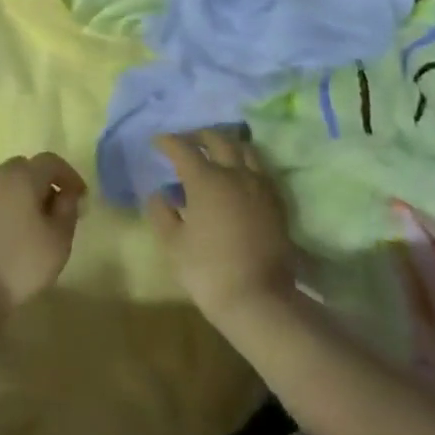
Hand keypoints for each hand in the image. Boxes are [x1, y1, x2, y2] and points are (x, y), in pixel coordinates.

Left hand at [0, 153, 85, 334]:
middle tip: (54, 211)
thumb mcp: (57, 241)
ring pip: (3, 186)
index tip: (80, 198)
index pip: (50, 161)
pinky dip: (1, 212)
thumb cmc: (18, 263)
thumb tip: (66, 194)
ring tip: (31, 227)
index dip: (68, 176)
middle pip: (23, 169)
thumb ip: (67, 211)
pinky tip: (6, 238)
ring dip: (20, 198)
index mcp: (21, 177)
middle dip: (42, 184)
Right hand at [145, 128, 296, 323]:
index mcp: (206, 179)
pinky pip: (260, 170)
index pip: (183, 148)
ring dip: (226, 145)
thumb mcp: (172, 243)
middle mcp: (235, 174)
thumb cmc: (208, 270)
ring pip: (245, 150)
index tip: (157, 142)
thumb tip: (159, 193)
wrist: (259, 299)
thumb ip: (161, 212)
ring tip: (214, 152)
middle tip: (186, 141)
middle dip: (198, 135)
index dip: (168, 142)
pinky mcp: (277, 202)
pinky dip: (245, 163)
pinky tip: (237, 176)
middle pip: (218, 139)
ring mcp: (260, 186)